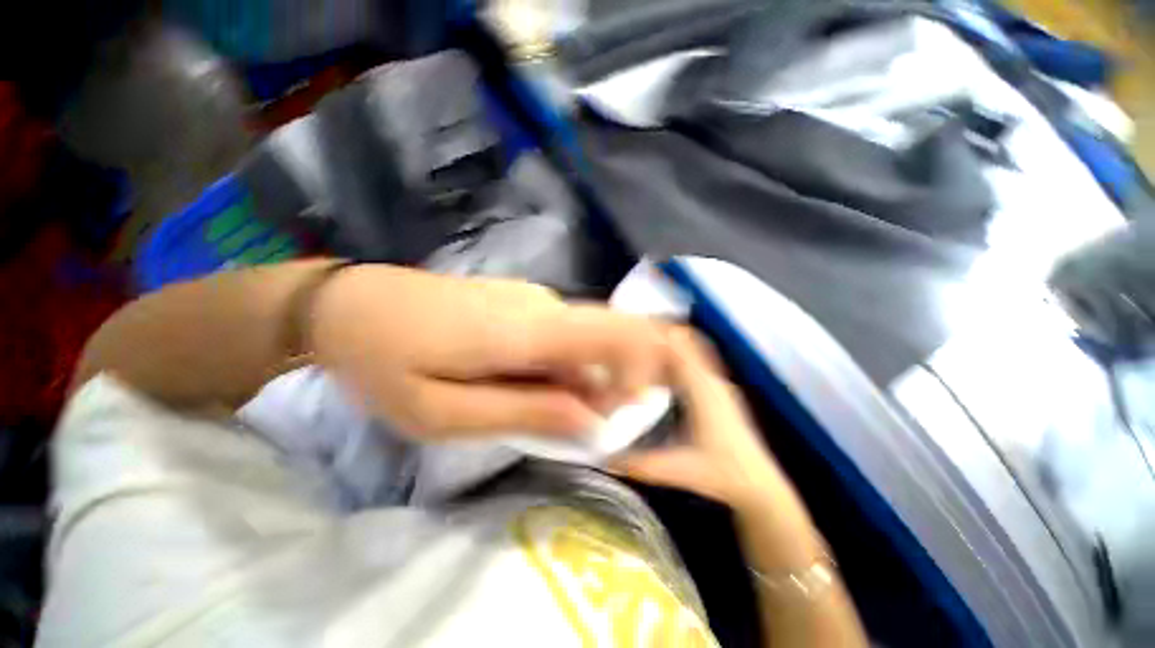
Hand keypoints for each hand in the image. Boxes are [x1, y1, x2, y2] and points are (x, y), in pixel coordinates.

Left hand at [310, 265, 668, 439]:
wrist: (350, 305)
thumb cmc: (386, 363)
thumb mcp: (445, 412)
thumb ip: (527, 412)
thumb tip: (592, 421)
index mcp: (528, 329)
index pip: (615, 334)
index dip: (640, 369)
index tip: (625, 412)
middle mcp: (543, 304)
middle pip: (606, 338)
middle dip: (608, 384)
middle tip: (569, 424)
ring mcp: (533, 298)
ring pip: (583, 340)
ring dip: (579, 378)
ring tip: (528, 405)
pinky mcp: (522, 301)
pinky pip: (561, 334)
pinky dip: (559, 364)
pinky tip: (520, 379)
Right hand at [613, 328, 792, 508]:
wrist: (760, 486)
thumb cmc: (722, 474)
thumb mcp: (678, 470)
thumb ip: (641, 464)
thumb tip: (605, 458)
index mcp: (704, 392)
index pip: (681, 352)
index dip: (659, 337)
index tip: (634, 328)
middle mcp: (713, 381)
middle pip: (686, 346)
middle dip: (661, 338)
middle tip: (632, 334)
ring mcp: (719, 385)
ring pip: (693, 353)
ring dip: (671, 346)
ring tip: (644, 343)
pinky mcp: (720, 392)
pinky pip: (697, 363)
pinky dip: (681, 357)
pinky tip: (664, 365)